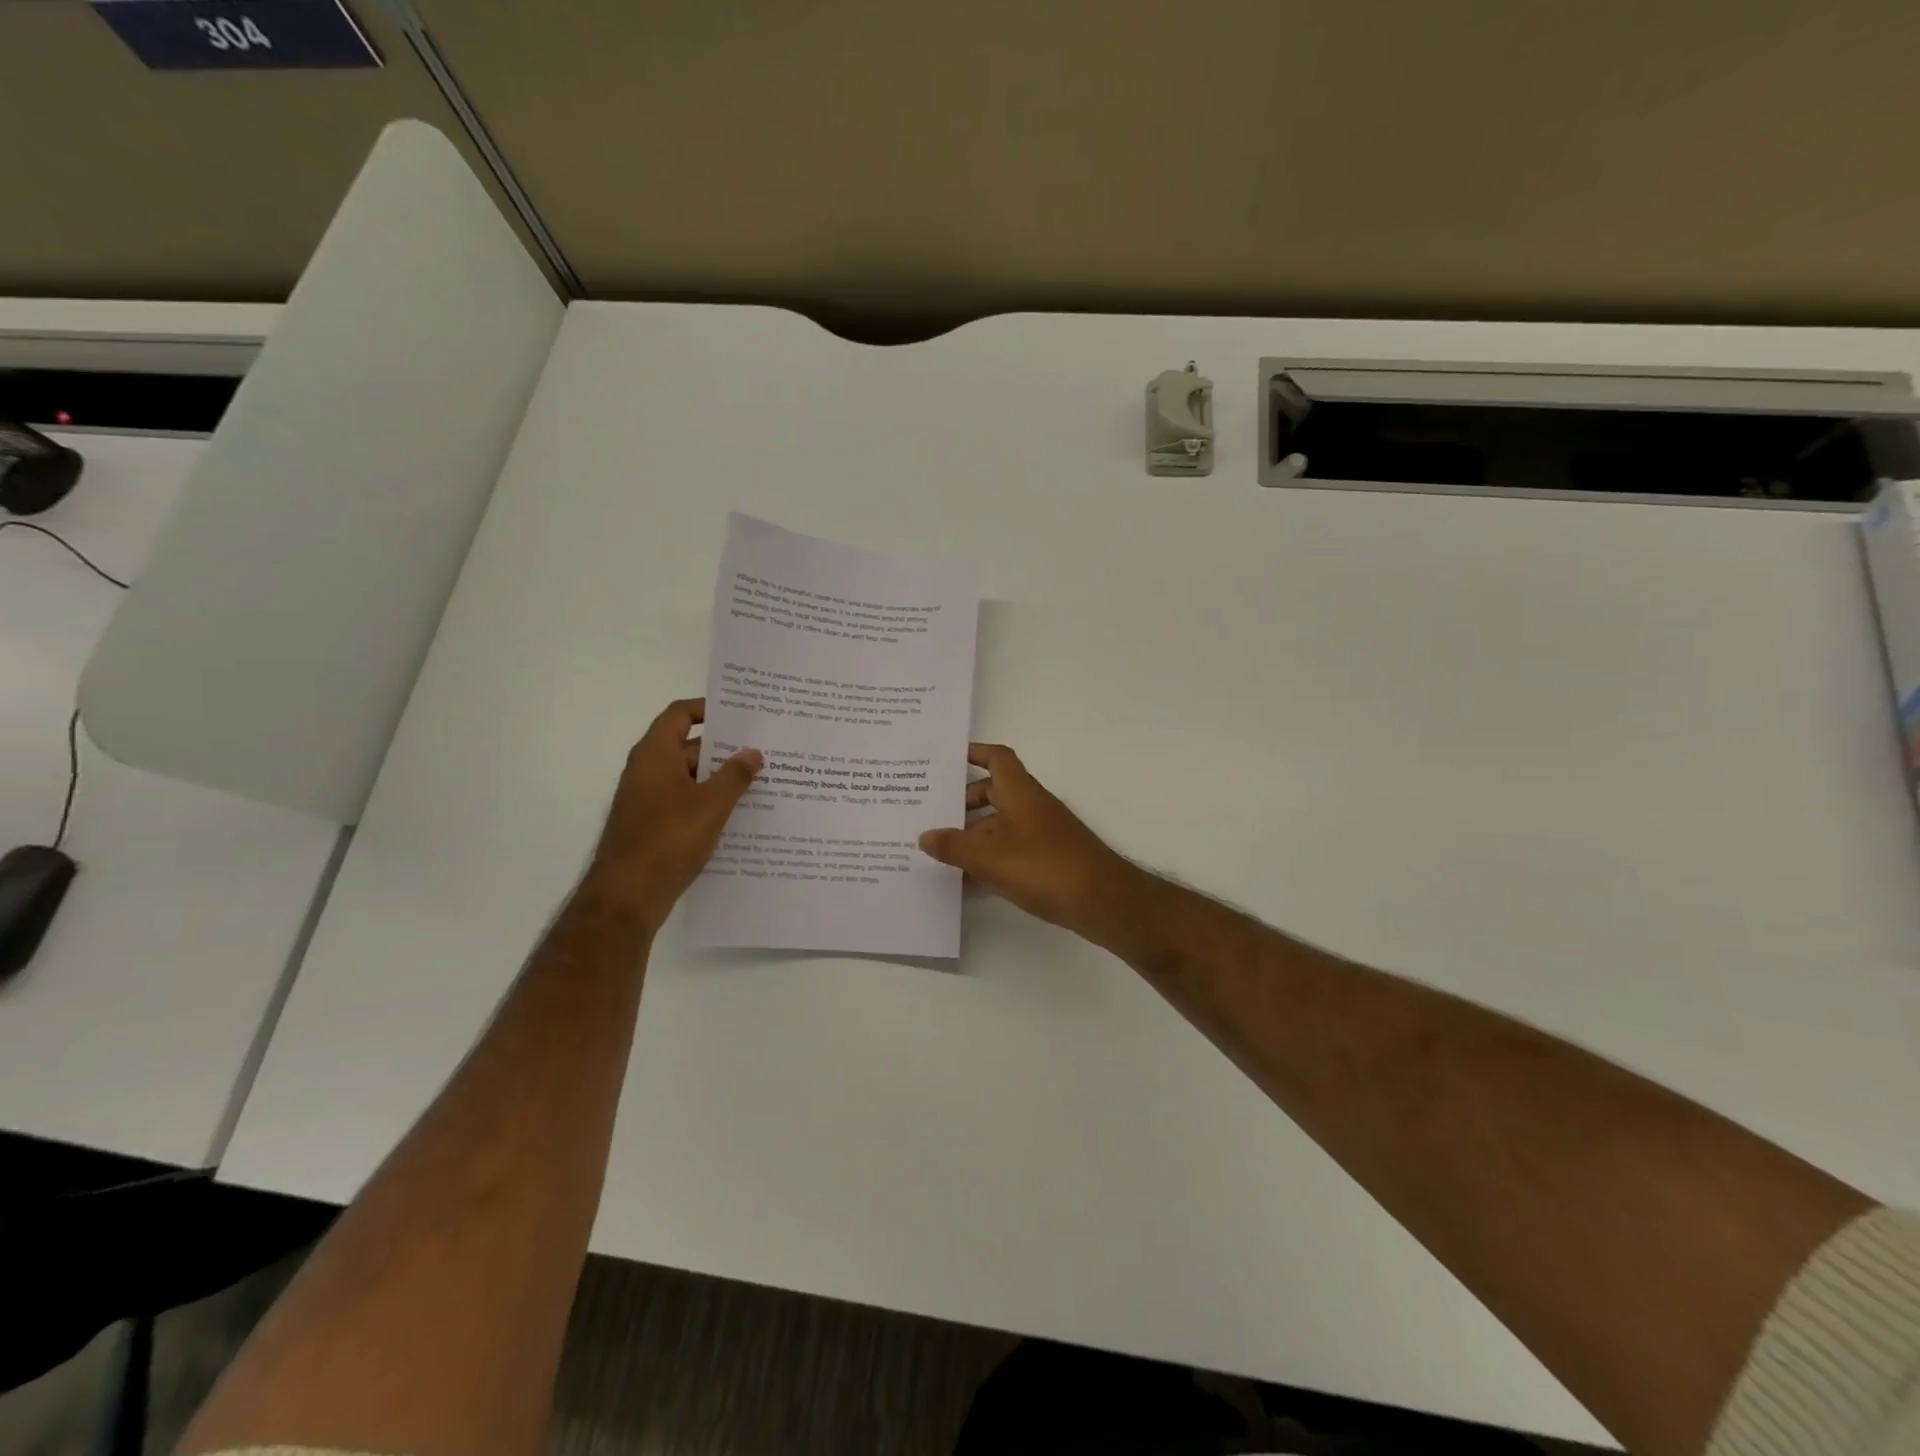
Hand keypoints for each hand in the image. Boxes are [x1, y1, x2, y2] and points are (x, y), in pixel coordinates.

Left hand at [584, 698, 761, 926]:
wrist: (627, 895)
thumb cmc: (668, 839)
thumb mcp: (711, 805)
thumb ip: (735, 775)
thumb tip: (752, 753)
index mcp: (656, 755)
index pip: (680, 715)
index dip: (707, 709)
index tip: (740, 714)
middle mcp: (647, 771)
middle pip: (688, 746)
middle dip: (724, 748)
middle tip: (762, 750)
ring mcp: (647, 800)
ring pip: (689, 777)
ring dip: (719, 778)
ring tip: (759, 782)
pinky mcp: (652, 825)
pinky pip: (684, 802)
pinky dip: (708, 802)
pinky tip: (738, 815)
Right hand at [918, 743, 1142, 941]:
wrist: (1101, 901)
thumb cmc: (1044, 866)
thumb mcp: (989, 857)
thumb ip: (954, 846)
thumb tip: (925, 836)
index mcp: (1020, 792)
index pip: (996, 758)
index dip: (973, 753)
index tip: (946, 759)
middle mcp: (1032, 806)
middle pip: (994, 792)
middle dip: (963, 801)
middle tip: (932, 814)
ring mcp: (1042, 834)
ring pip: (1000, 824)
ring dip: (973, 834)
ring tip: (939, 850)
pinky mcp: (1048, 860)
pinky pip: (1010, 850)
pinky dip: (989, 858)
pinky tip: (968, 879)